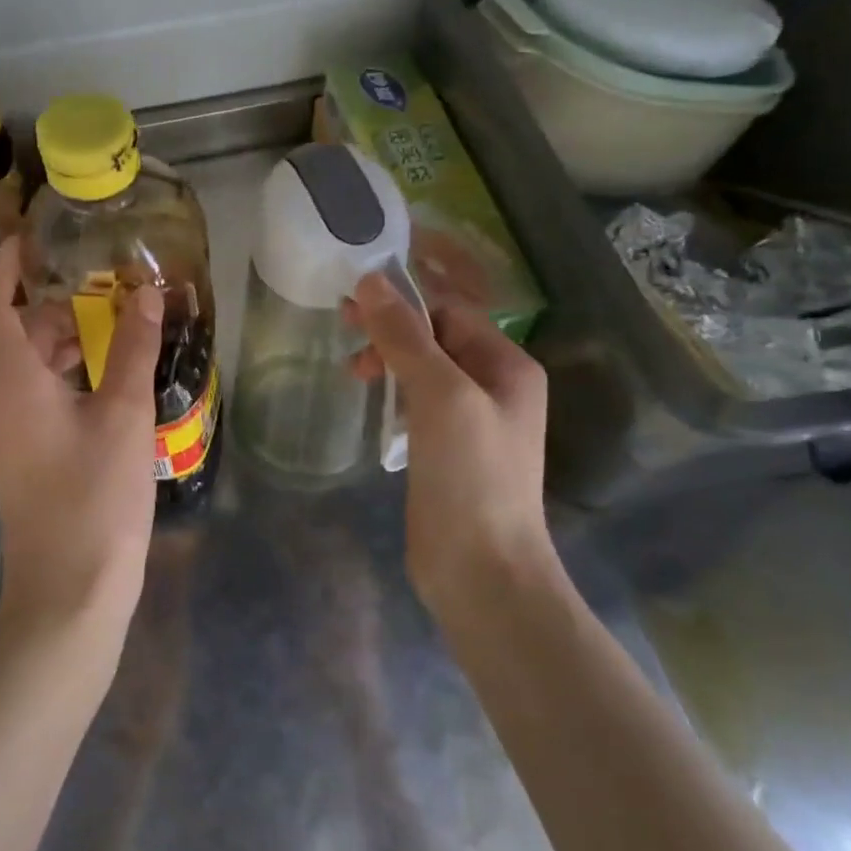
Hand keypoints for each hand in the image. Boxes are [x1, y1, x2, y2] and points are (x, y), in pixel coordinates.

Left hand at [0, 241, 164, 640]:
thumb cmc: (94, 499)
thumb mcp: (123, 416)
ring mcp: (11, 432)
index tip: (35, 236)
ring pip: (29, 367)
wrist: (69, 593)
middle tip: (103, 279)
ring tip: (117, 320)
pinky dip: (70, 374)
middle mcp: (0, 401)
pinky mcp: (28, 456)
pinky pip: (41, 396)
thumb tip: (145, 295)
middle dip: (53, 300)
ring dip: (65, 339)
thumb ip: (132, 350)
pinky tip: (112, 376)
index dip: (6, 265)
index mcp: (10, 382)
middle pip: (13, 333)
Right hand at [346, 273, 557, 611]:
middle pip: (437, 337)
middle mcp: (494, 386)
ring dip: (389, 360)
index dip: (403, 300)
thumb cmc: (470, 475)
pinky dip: (394, 393)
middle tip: (344, 329)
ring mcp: (472, 421)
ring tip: (353, 373)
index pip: (450, 311)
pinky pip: (419, 403)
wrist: (482, 570)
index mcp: (506, 365)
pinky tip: (373, 405)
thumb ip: (406, 337)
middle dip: (392, 329)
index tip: (352, 302)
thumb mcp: (439, 394)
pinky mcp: (449, 450)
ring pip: (425, 370)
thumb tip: (372, 280)